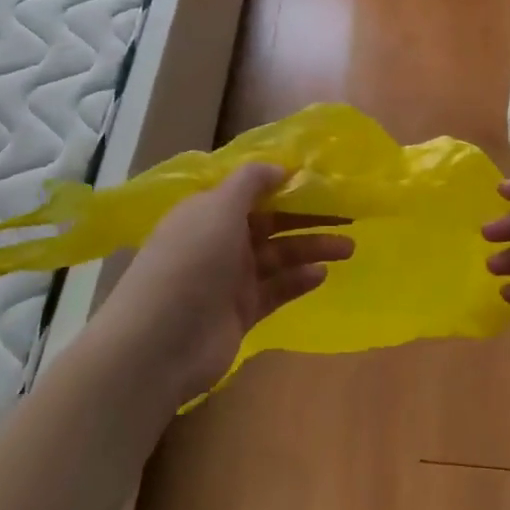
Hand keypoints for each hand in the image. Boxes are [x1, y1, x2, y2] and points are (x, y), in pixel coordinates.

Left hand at [98, 163, 353, 407]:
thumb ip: (251, 182)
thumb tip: (280, 166)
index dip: (284, 183)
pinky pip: (276, 290)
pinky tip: (323, 274)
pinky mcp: (241, 312)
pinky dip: (299, 281)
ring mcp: (230, 278)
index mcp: (209, 210)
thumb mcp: (218, 207)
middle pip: (271, 222)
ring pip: (279, 256)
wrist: (160, 343)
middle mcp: (220, 240)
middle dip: (308, 216)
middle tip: (348, 213)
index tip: (321, 179)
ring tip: (349, 246)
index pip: (251, 190)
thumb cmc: (191, 261)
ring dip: (311, 248)